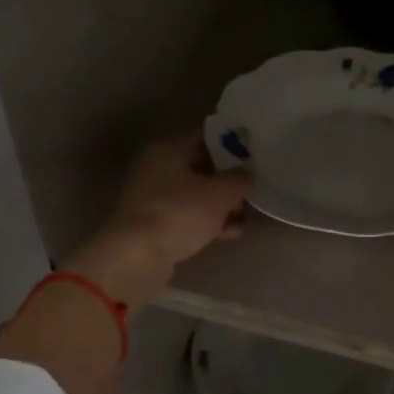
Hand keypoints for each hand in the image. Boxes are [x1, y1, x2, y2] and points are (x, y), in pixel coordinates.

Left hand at [66, 131, 250, 308]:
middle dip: (229, 180)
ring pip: (196, 195)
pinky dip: (207, 222)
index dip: (233, 144)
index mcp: (168, 149)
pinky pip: (188, 216)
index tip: (256, 155)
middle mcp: (157, 167)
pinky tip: (229, 234)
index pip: (207, 136)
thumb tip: (246, 176)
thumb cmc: (180, 212)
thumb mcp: (220, 193)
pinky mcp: (155, 224)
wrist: (137, 256)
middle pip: (202, 167)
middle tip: (253, 189)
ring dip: (221, 205)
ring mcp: (154, 197)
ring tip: (244, 218)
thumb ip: (240, 179)